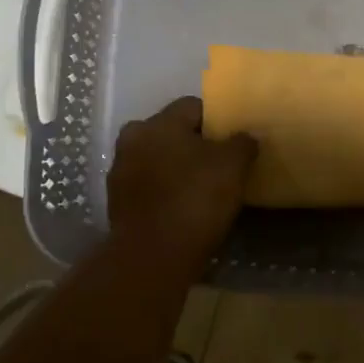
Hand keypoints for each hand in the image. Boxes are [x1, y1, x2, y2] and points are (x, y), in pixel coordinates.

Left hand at [108, 98, 257, 260]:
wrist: (154, 255)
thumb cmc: (196, 199)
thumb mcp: (233, 166)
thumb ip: (242, 143)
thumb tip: (246, 136)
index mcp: (158, 123)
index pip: (192, 107)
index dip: (216, 120)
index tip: (233, 140)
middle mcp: (132, 139)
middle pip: (170, 133)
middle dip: (193, 144)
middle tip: (218, 163)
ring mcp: (120, 172)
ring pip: (156, 159)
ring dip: (175, 167)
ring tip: (201, 187)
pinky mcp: (118, 203)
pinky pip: (148, 186)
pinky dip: (164, 191)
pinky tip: (182, 206)